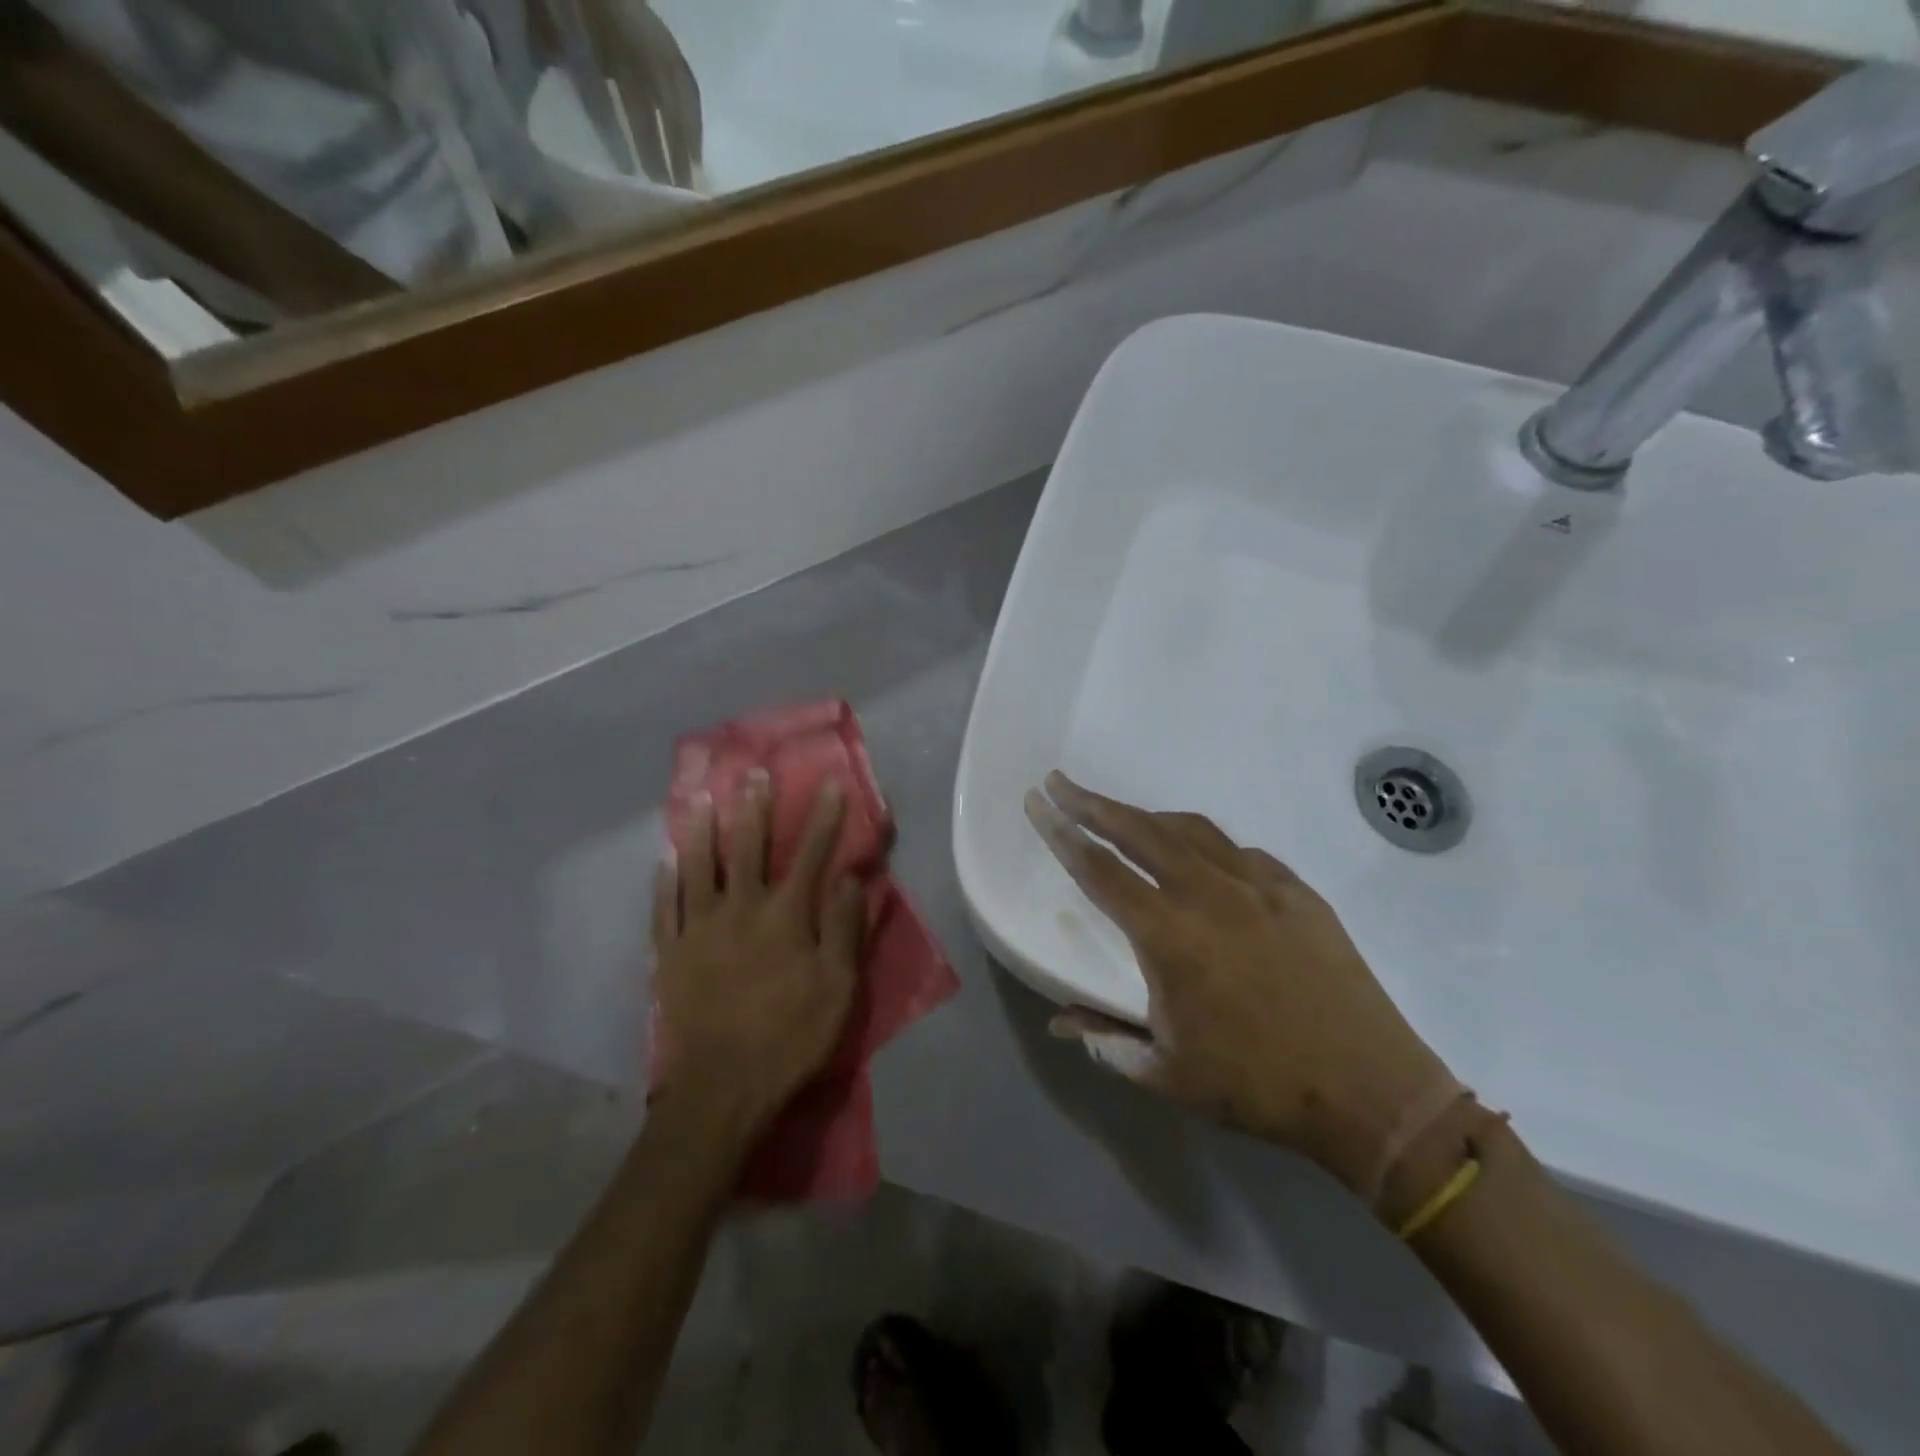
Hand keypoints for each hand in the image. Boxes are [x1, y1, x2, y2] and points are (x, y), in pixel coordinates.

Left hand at [651, 773, 865, 1141]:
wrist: (720, 1088)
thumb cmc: (789, 1036)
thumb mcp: (837, 987)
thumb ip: (844, 927)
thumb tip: (852, 877)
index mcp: (784, 916)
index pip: (809, 855)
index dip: (822, 818)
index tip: (829, 784)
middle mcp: (739, 909)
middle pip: (747, 848)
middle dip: (754, 809)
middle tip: (752, 774)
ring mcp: (698, 930)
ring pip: (698, 868)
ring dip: (702, 831)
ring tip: (702, 799)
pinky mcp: (670, 955)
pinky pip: (665, 908)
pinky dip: (664, 882)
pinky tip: (662, 861)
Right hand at [1025, 772, 1453, 1197]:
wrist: (1372, 1092)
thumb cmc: (1258, 1087)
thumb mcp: (1168, 1074)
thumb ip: (1106, 1040)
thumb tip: (1059, 1022)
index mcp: (1168, 935)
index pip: (1098, 870)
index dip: (1061, 833)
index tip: (1037, 802)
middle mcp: (1208, 894)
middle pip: (1138, 831)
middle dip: (1093, 803)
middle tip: (1062, 783)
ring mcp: (1259, 886)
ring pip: (1190, 831)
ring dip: (1148, 818)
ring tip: (1122, 815)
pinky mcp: (1298, 892)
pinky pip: (1240, 852)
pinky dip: (1207, 846)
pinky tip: (1203, 859)